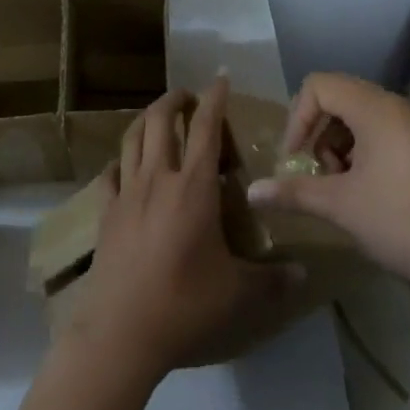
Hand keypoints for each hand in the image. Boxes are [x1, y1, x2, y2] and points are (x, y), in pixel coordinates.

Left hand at [61, 80, 297, 378]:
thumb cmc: (185, 304)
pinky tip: (125, 166)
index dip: (215, 99)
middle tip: (188, 96)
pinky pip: (110, 173)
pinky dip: (120, 161)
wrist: (122, 330)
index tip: (220, 78)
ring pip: (132, 138)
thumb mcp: (237, 294)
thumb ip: (272, 280)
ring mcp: (127, 192)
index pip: (206, 128)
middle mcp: (158, 178)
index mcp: (194, 187)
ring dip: (146, 120)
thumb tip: (304, 275)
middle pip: (161, 120)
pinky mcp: (105, 211)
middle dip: (175, 99)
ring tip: (158, 118)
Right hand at [247, 72, 409, 293]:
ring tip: (346, 189)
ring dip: (343, 145)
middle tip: (322, 175)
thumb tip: (252, 192)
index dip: (298, 118)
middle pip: (341, 97)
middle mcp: (398, 107)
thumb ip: (294, 192)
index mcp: (375, 108)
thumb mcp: (342, 207)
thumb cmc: (406, 222)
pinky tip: (374, 196)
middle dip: (320, 133)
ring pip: (364, 117)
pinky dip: (368, 153)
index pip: (319, 85)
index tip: (295, 160)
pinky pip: (388, 134)